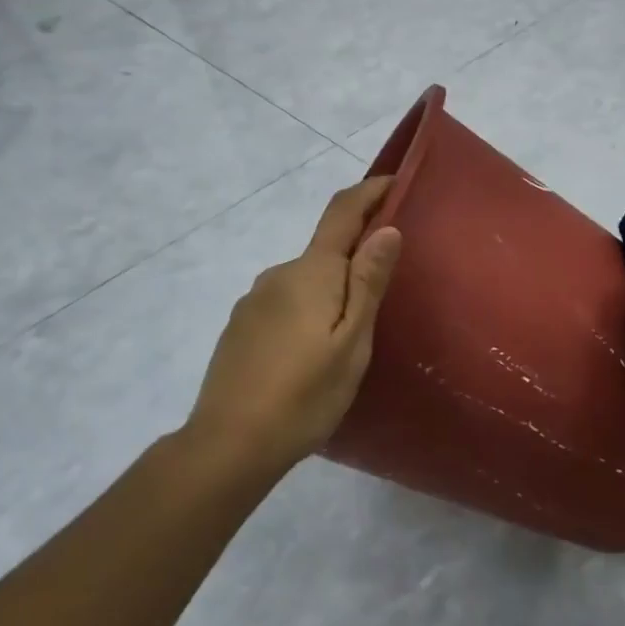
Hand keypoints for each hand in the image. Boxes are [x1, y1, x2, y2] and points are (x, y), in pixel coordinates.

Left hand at [183, 177, 402, 471]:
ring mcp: (254, 301)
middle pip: (325, 250)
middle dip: (357, 256)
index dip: (370, 191)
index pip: (342, 213)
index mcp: (311, 273)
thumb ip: (368, 282)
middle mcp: (278, 275)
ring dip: (331, 290)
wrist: (229, 445)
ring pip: (305, 281)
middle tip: (388, 288)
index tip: (396, 180)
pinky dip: (308, 311)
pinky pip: (286, 304)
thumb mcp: (352, 341)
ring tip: (352, 332)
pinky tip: (313, 352)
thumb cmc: (305, 393)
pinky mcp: (241, 328)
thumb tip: (385, 229)